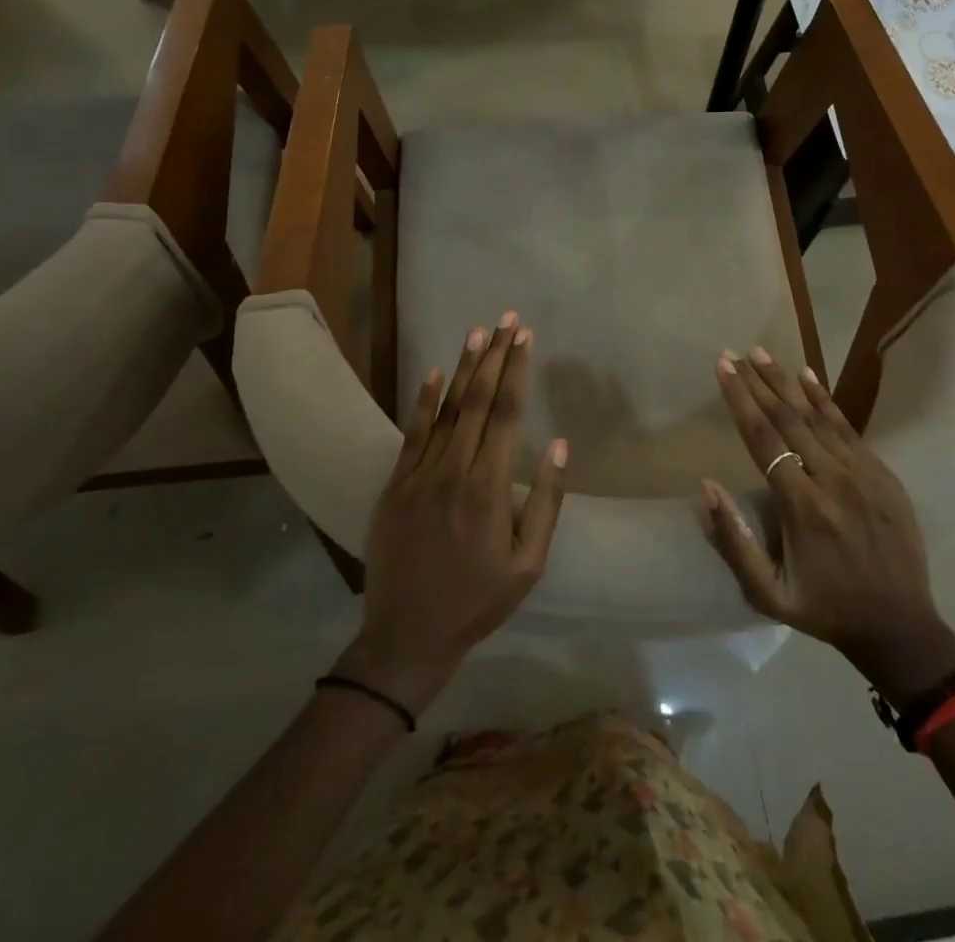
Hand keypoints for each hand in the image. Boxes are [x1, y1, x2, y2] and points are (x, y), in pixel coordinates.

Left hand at [335, 313, 567, 715]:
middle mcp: (453, 470)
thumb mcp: (527, 564)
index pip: (506, 415)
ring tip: (478, 332)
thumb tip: (558, 445)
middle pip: (477, 401)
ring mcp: (419, 474)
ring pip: (446, 409)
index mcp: (488, 488)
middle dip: (495, 357)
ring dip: (464, 368)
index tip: (525, 338)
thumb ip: (545, 502)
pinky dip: (423, 401)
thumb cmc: (477, 601)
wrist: (407, 635)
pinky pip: (412, 433)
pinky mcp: (396, 484)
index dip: (517, 372)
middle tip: (507, 320)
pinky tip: (434, 373)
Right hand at [702, 347, 954, 704]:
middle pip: (789, 420)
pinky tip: (808, 376)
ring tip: (761, 353)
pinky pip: (849, 429)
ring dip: (787, 383)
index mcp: (803, 508)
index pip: (763, 440)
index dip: (740, 400)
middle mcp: (834, 482)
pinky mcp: (884, 475)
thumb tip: (706, 486)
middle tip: (734, 353)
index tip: (722, 368)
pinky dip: (825, 400)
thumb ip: (734, 541)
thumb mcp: (768, 593)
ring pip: (819, 417)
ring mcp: (864, 475)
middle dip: (758, 382)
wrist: (901, 628)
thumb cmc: (824, 609)